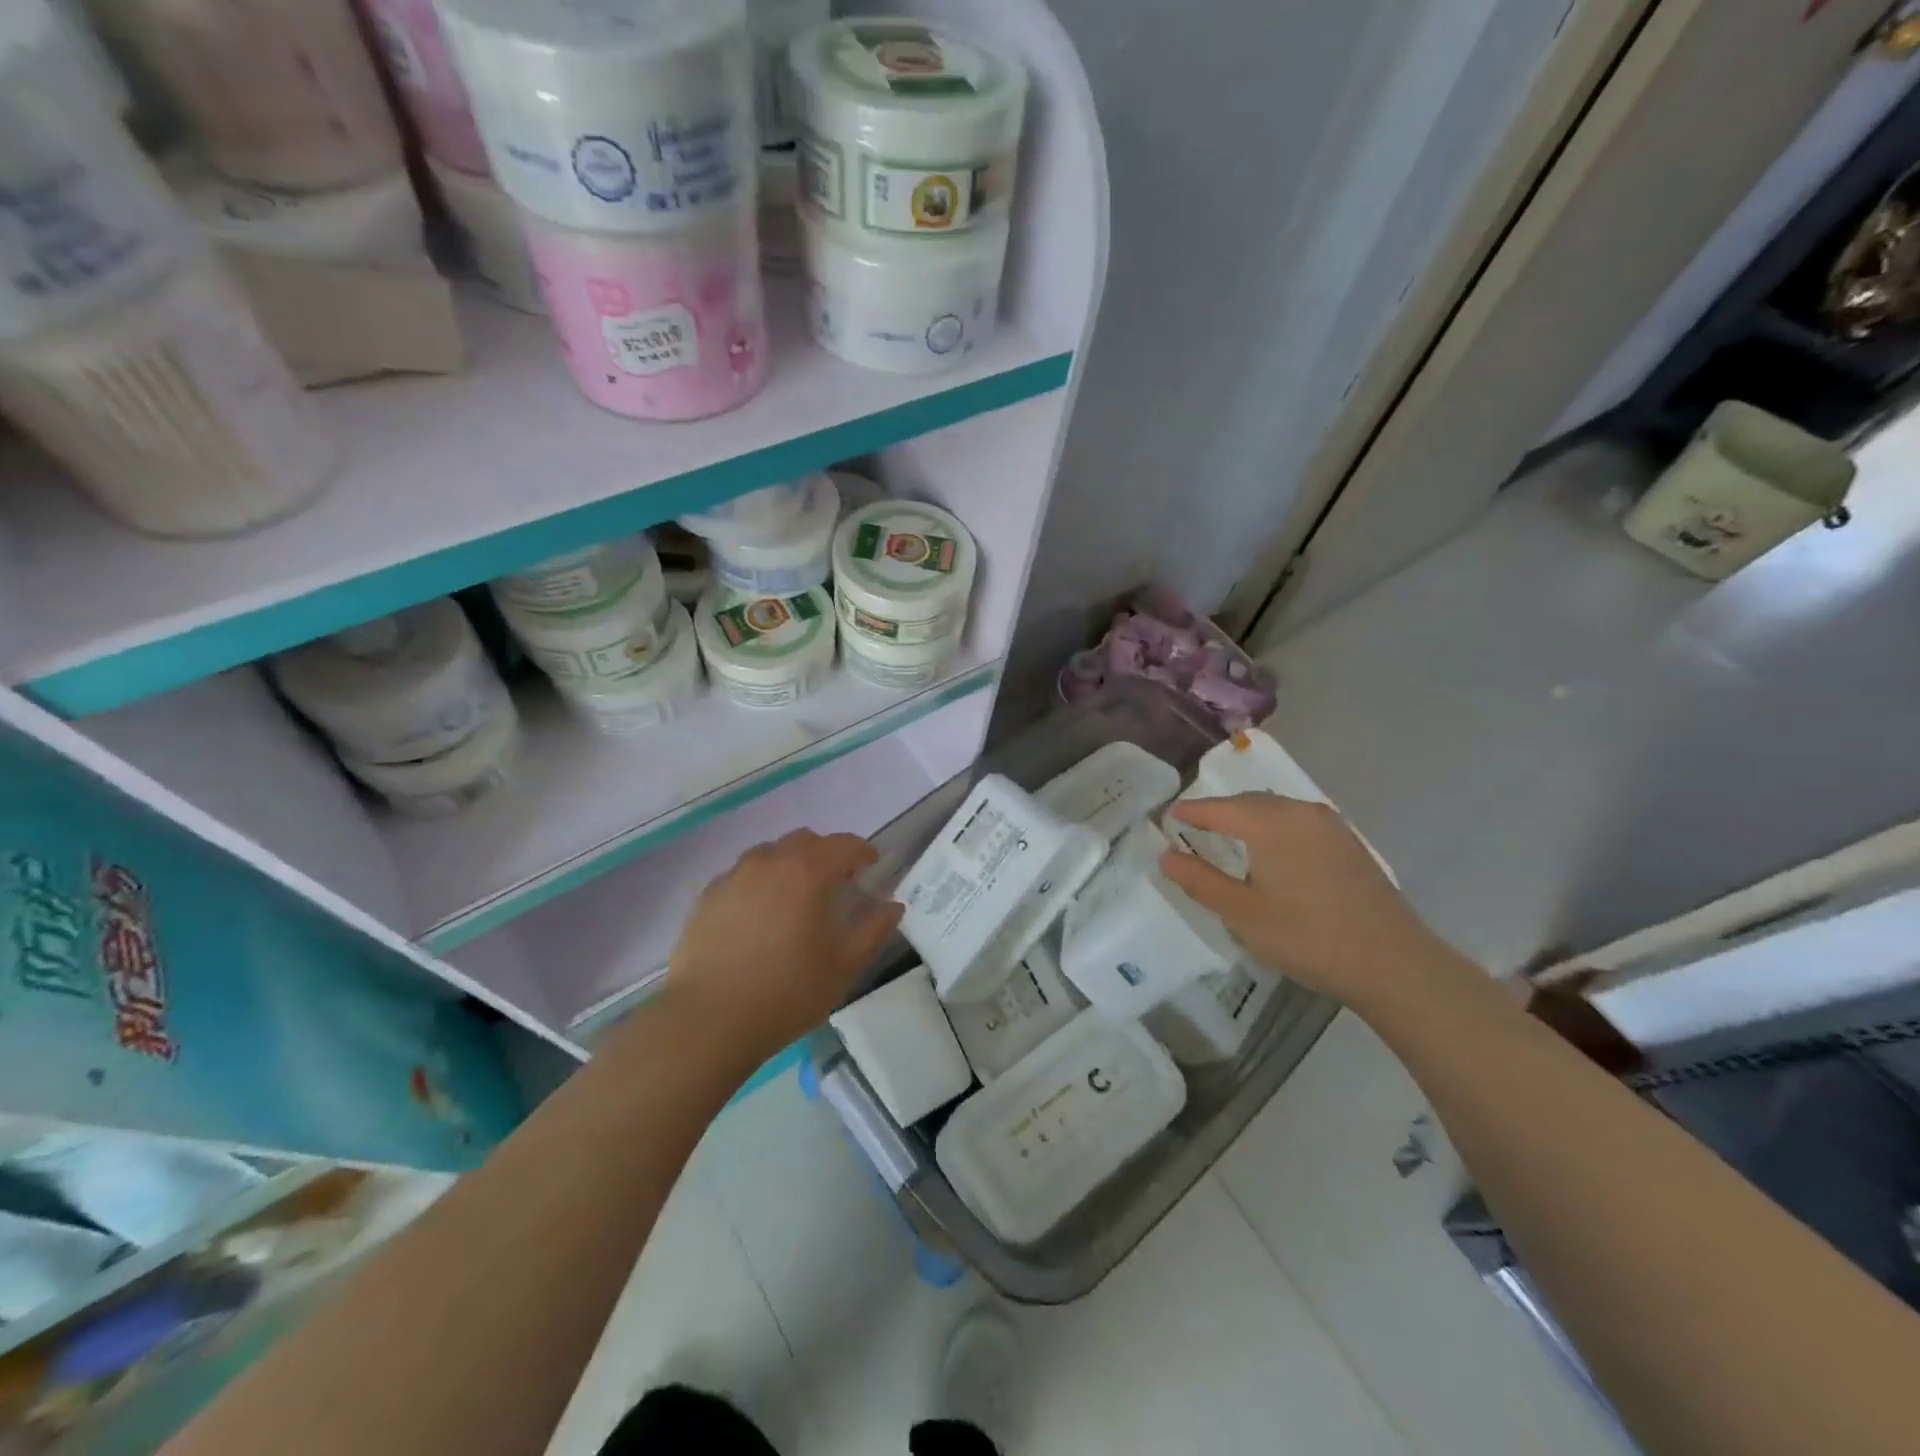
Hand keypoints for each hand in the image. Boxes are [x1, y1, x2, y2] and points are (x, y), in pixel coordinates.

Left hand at [663, 829, 903, 1062]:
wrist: (708, 1021)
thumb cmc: (787, 993)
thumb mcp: (844, 966)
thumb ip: (873, 929)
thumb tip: (892, 905)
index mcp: (808, 872)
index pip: (844, 844)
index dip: (863, 852)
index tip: (872, 868)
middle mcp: (770, 862)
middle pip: (806, 841)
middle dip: (827, 854)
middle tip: (837, 883)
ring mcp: (734, 876)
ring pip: (771, 853)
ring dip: (791, 863)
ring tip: (796, 897)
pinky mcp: (707, 896)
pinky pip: (742, 874)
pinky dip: (760, 882)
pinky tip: (760, 915)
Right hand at [1160, 794, 1473, 1014]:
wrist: (1393, 963)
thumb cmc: (1307, 937)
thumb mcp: (1241, 913)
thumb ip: (1199, 880)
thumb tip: (1165, 855)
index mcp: (1270, 821)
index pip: (1216, 808)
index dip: (1188, 812)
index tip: (1165, 818)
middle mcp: (1300, 811)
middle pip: (1247, 802)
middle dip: (1218, 812)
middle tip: (1192, 828)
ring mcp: (1330, 824)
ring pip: (1276, 809)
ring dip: (1248, 818)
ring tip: (1227, 838)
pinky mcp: (1348, 842)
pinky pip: (1298, 822)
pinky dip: (1274, 828)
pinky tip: (1271, 853)